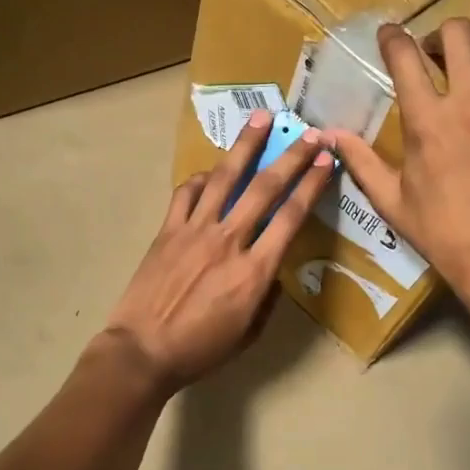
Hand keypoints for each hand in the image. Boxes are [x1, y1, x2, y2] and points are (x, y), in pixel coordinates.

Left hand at [105, 110, 335, 391]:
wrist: (143, 351)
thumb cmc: (200, 350)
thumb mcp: (249, 333)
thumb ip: (266, 297)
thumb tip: (271, 271)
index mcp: (254, 271)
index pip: (291, 217)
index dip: (312, 184)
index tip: (326, 160)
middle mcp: (228, 241)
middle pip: (264, 188)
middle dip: (291, 156)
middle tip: (309, 131)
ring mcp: (194, 231)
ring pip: (224, 178)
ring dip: (245, 146)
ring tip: (261, 118)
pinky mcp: (167, 231)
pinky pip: (186, 194)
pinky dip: (201, 179)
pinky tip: (210, 172)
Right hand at [330, 20, 469, 303]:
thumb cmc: (440, 232)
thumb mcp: (390, 199)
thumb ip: (361, 161)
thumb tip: (330, 134)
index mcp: (428, 120)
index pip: (404, 55)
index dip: (393, 37)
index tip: (392, 36)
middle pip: (461, 33)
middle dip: (446, 35)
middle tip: (444, 56)